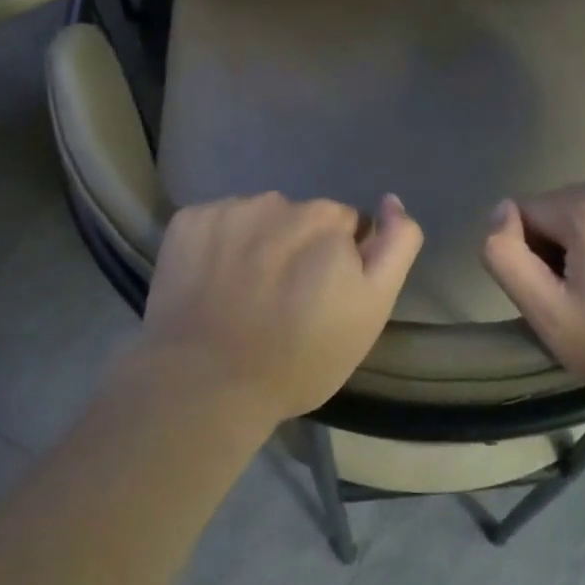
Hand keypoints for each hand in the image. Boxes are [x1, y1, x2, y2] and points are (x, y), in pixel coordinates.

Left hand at [137, 192, 423, 426]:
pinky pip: (216, 223)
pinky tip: (211, 282)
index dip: (341, 260)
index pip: (346, 226)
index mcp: (327, 219)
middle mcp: (280, 201)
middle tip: (284, 299)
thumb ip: (394, 247)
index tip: (324, 295)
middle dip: (300, 247)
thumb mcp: (371, 310)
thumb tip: (392, 201)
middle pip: (300, 218)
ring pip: (257, 218)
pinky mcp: (190, 220)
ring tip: (245, 294)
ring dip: (258, 243)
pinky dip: (217, 245)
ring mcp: (230, 208)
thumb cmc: (300, 356)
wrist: (206, 383)